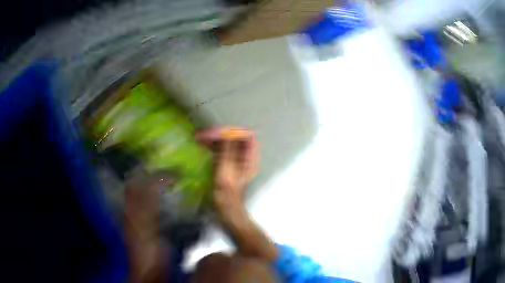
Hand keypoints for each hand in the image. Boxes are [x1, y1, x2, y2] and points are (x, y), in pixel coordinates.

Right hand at [197, 127, 276, 261]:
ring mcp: (238, 162)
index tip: (215, 134)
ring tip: (200, 139)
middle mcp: (246, 158)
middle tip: (203, 136)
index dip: (231, 131)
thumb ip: (228, 152)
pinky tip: (203, 148)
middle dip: (220, 134)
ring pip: (229, 144)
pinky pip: (224, 151)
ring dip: (215, 140)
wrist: (228, 213)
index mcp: (250, 159)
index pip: (246, 135)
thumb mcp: (226, 173)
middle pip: (236, 138)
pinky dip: (214, 148)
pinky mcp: (230, 166)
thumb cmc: (228, 196)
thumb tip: (227, 133)